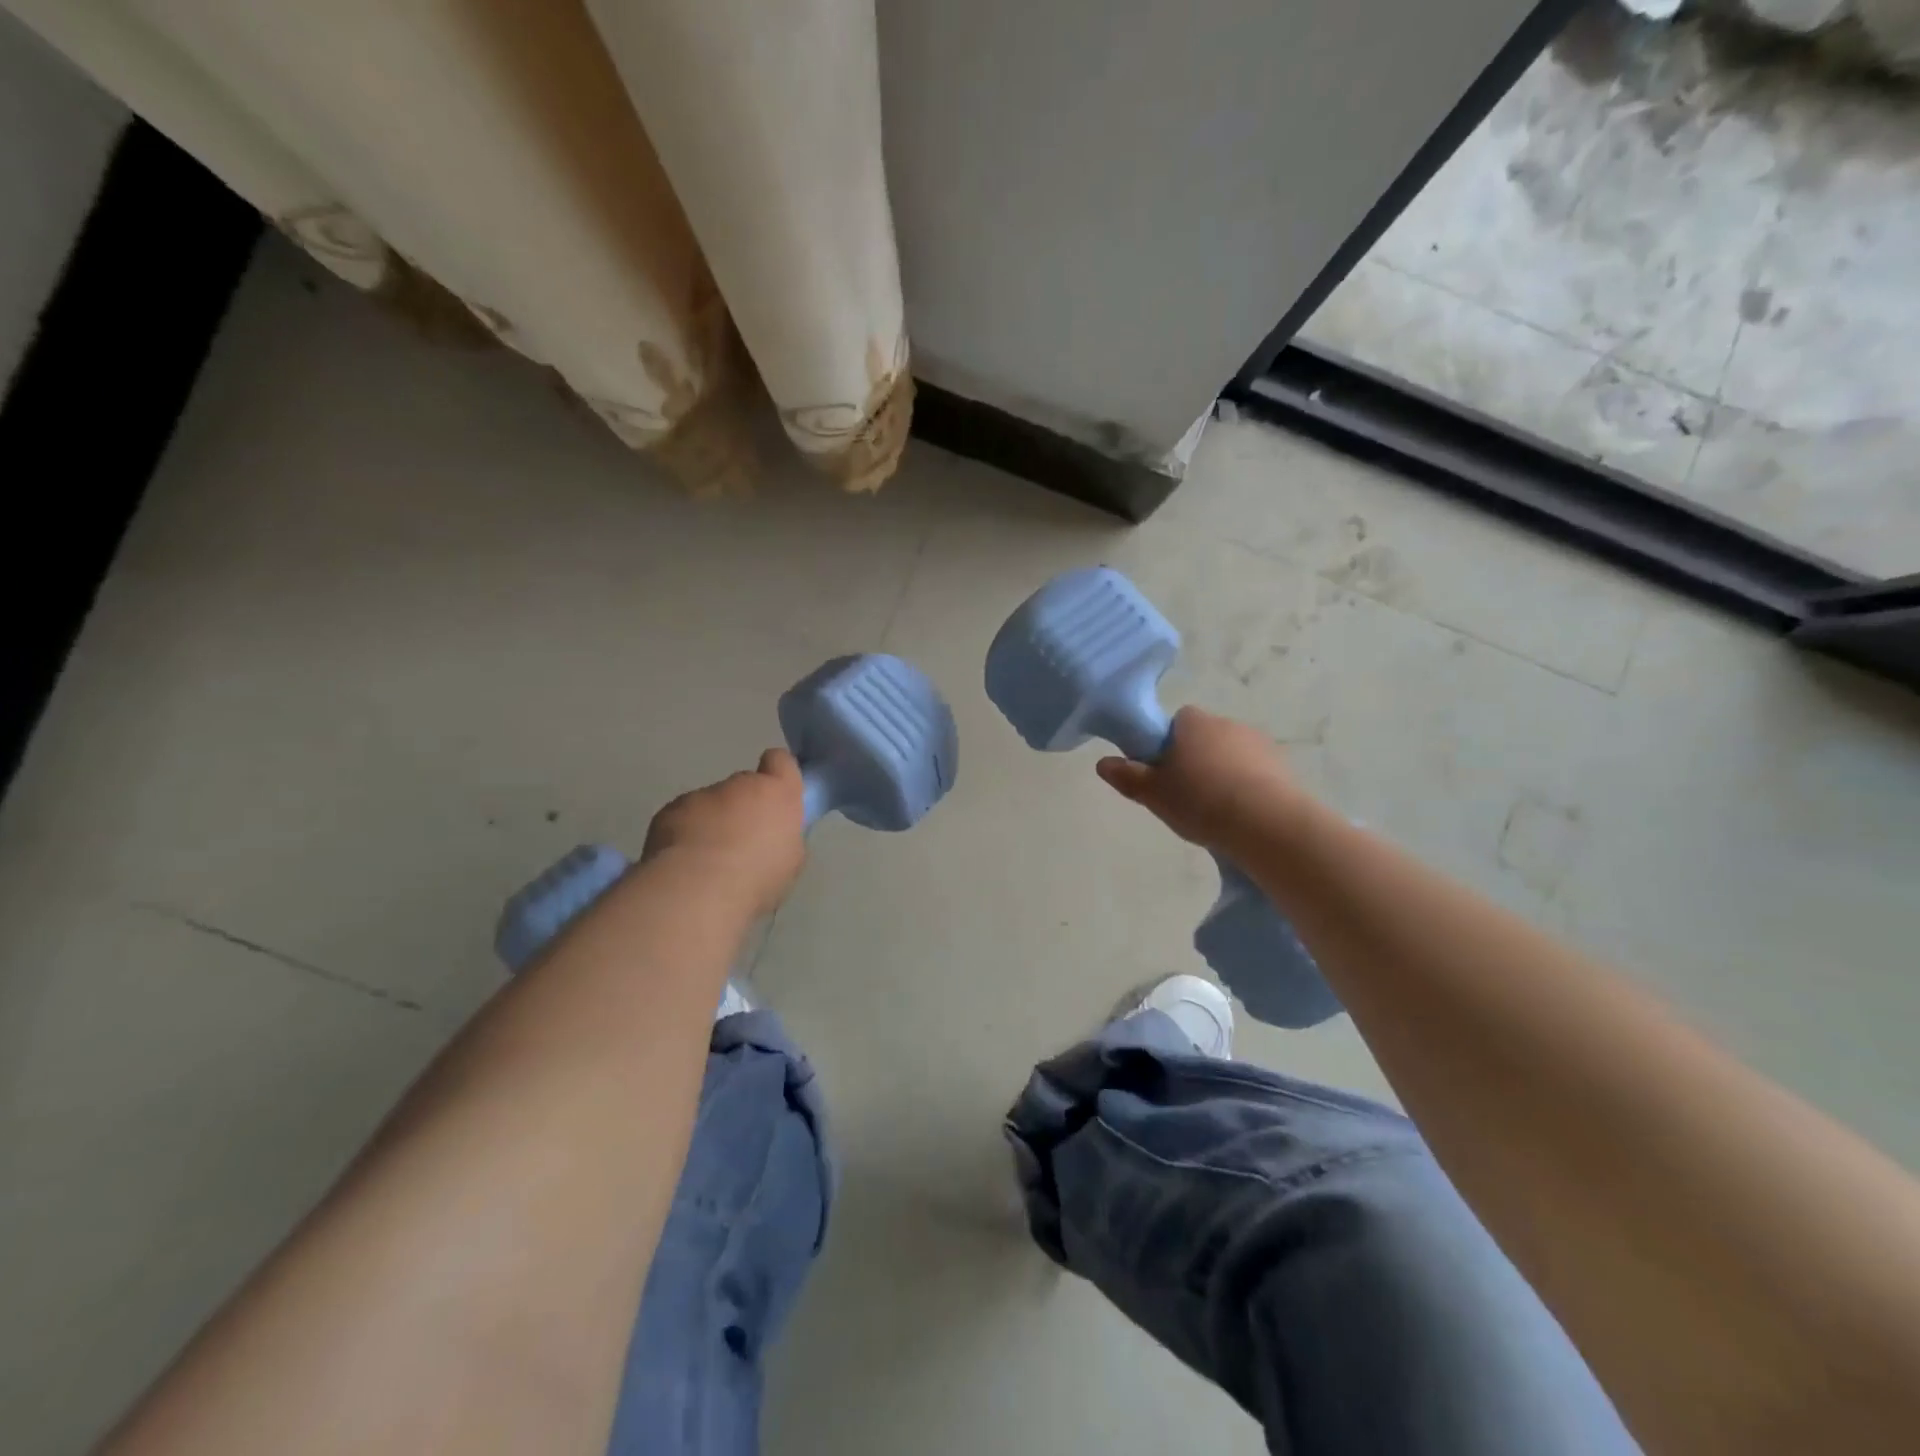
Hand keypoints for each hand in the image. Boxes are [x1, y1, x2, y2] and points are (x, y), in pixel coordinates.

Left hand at [641, 749, 807, 918]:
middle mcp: (740, 785)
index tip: (775, 796)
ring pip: (710, 804)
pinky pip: (682, 818)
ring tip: (707, 860)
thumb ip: (783, 835)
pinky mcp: (670, 810)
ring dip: (711, 823)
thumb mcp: (790, 861)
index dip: (778, 774)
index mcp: (777, 793)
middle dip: (742, 807)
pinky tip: (683, 863)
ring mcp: (702, 795)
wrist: (698, 888)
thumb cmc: (757, 875)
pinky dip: (683, 835)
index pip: (780, 760)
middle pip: (744, 786)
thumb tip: (773, 834)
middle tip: (740, 843)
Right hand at [1096, 707, 1302, 855]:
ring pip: (1231, 754)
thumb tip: (1102, 763)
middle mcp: (1226, 723)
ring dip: (1223, 773)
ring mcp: (1259, 742)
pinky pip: (1255, 772)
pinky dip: (1247, 786)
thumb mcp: (1152, 793)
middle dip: (1196, 760)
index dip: (1166, 745)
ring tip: (1216, 810)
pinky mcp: (1283, 765)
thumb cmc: (1200, 800)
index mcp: (1192, 723)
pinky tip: (1242, 814)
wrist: (1266, 822)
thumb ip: (1127, 776)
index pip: (1176, 722)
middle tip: (1185, 795)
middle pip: (1204, 738)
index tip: (1163, 772)